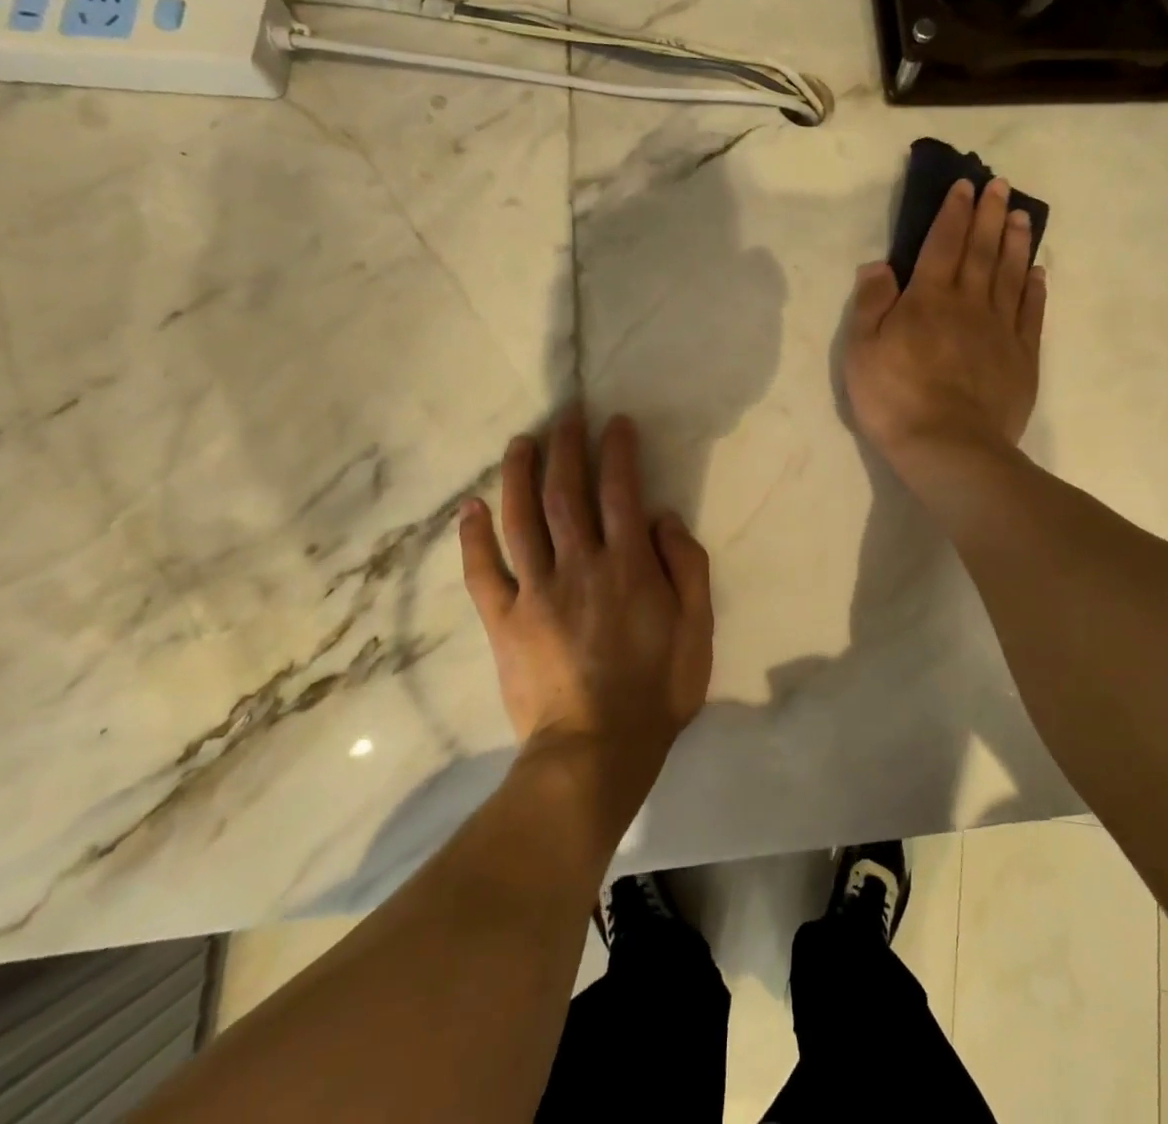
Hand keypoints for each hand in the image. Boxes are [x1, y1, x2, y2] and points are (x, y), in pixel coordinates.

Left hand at [458, 410, 712, 786]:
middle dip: (567, 448)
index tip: (614, 423)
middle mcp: (580, 565)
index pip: (620, 492)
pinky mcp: (504, 620)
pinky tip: (470, 508)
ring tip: (521, 442)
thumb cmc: (656, 690)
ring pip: (522, 519)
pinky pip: (482, 572)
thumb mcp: (698, 629)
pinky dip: (473, 538)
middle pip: (567, 493)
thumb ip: (686, 567)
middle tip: (566, 415)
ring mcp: (536, 591)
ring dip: (520, 475)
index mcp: (628, 566)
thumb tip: (662, 518)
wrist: (595, 751)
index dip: (617, 452)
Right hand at [844, 176, 1045, 475]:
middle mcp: (969, 303)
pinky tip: (1037, 272)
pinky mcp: (1021, 357)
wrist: (949, 447)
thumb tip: (879, 265)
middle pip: (981, 250)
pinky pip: (1030, 313)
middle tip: (1000, 185)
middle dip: (989, 215)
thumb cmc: (895, 398)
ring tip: (1021, 216)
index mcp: (928, 299)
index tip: (965, 186)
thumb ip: (871, 304)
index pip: (943, 244)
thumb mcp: (862, 351)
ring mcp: (1000, 330)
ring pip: (1010, 274)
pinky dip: (1034, 289)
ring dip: (1016, 242)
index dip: (953, 213)